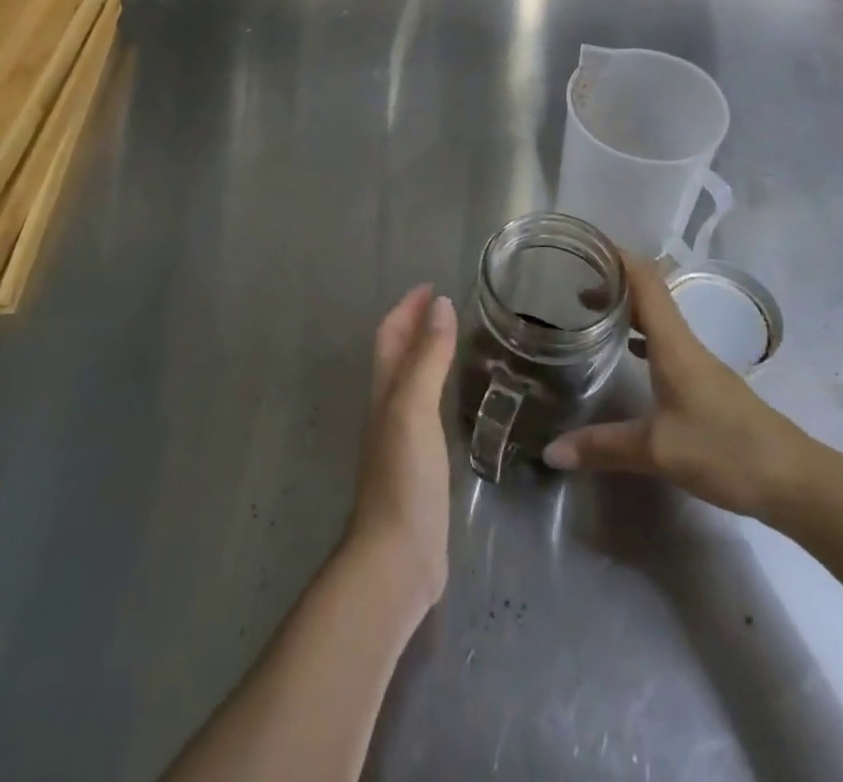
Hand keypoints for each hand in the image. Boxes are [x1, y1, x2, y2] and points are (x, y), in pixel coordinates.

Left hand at [345, 285, 456, 610]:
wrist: (397, 558)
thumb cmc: (404, 477)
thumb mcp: (415, 408)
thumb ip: (428, 358)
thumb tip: (440, 304)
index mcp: (385, 391)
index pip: (390, 336)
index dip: (407, 308)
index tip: (431, 285)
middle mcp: (389, 409)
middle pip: (397, 355)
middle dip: (415, 325)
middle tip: (446, 306)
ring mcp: (402, 438)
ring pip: (411, 381)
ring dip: (427, 355)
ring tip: (456, 341)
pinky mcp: (419, 465)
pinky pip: (427, 411)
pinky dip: (439, 389)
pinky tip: (457, 399)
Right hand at [543, 252, 822, 525]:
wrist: (794, 481)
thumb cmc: (725, 451)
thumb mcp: (657, 451)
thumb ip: (603, 446)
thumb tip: (551, 451)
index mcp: (673, 343)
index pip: (645, 280)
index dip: (617, 256)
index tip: (584, 246)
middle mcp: (685, 343)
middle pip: (648, 294)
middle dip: (613, 281)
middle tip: (571, 281)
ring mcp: (698, 363)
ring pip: (657, 319)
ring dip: (627, 307)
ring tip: (590, 310)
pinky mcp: (705, 384)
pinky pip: (665, 342)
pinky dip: (640, 335)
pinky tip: (626, 352)